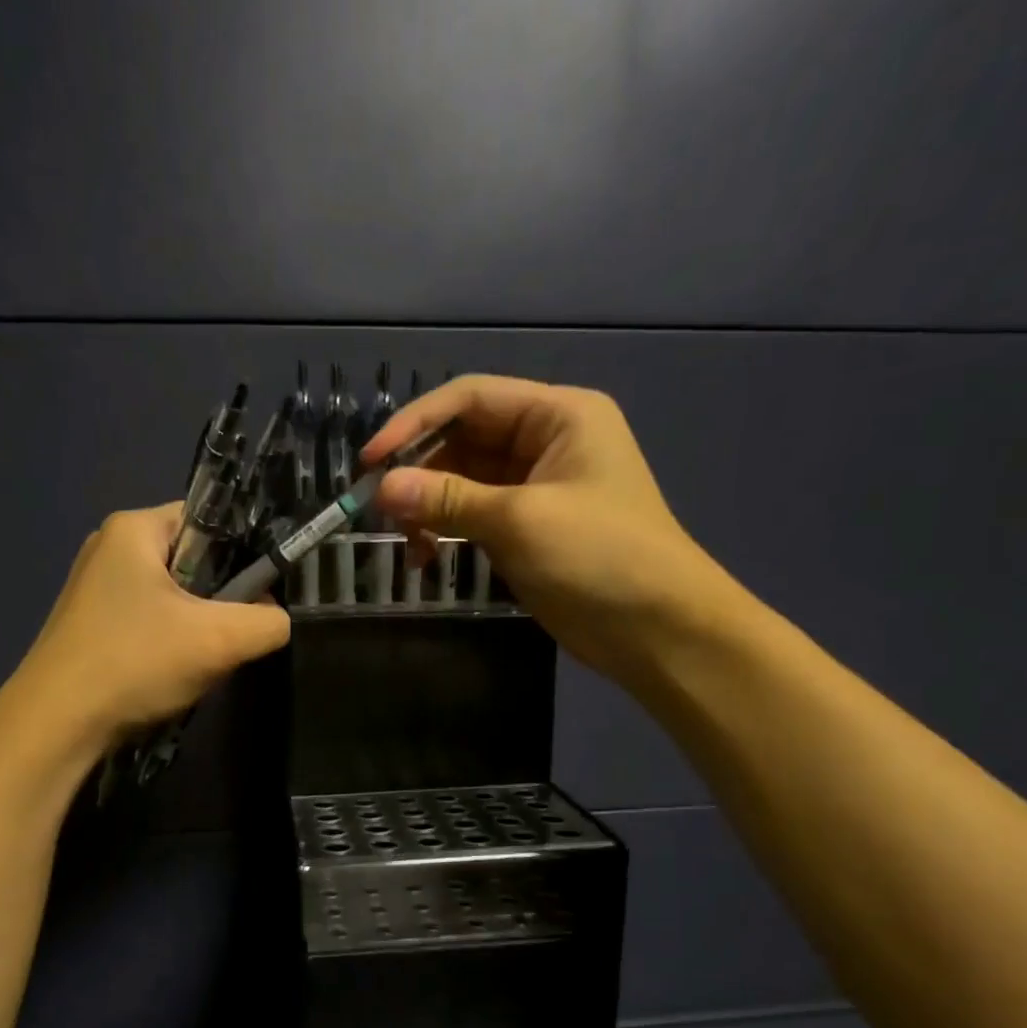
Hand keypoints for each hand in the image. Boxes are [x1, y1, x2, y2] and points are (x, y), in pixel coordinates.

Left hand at [14, 504, 289, 749]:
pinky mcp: (92, 625)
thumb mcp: (219, 640)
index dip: (246, 551)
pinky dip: (171, 642)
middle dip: (222, 597)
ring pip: (175, 597)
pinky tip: (173, 673)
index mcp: (134, 528)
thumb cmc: (135, 663)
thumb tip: (276, 619)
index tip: (263, 592)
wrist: (56, 725)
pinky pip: (150, 621)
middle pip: (194, 560)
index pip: (211, 519)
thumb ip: (268, 622)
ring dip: (199, 626)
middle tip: (235, 634)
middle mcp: (110, 548)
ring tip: (204, 659)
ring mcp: (96, 589)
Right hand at [362, 375, 732, 685]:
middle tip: (377, 507)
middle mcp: (546, 441)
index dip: (415, 423)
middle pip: (463, 438)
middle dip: (419, 470)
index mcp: (558, 415)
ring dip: (428, 505)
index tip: (370, 462)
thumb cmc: (599, 557)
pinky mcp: (527, 529)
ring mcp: (536, 488)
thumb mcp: (519, 520)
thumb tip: (382, 487)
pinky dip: (446, 530)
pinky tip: (424, 557)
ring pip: (463, 480)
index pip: (471, 398)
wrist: (656, 629)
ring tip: (404, 539)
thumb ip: (447, 499)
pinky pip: (473, 515)